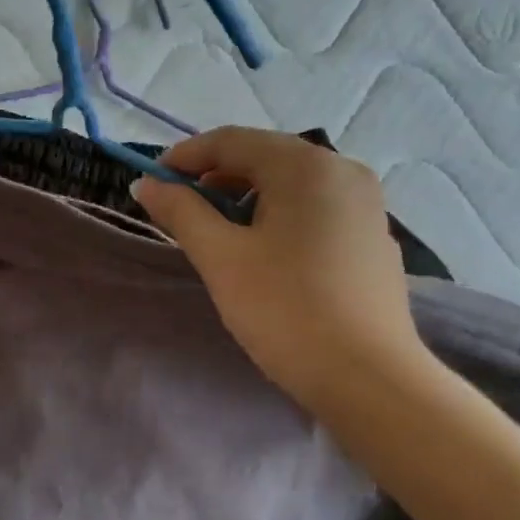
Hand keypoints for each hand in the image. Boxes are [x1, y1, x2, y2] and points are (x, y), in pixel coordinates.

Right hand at [132, 128, 429, 408]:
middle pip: (265, 157)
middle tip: (180, 209)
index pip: (231, 141)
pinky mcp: (373, 237)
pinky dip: (280, 216)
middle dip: (215, 177)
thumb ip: (181, 212)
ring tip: (218, 231)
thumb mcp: (222, 258)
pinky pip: (316, 209)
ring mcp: (366, 204)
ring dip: (247, 197)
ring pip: (292, 184)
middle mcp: (343, 170)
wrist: (367, 378)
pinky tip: (265, 251)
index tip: (151, 183)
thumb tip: (145, 184)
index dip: (184, 157)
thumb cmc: (285, 310)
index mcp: (306, 166)